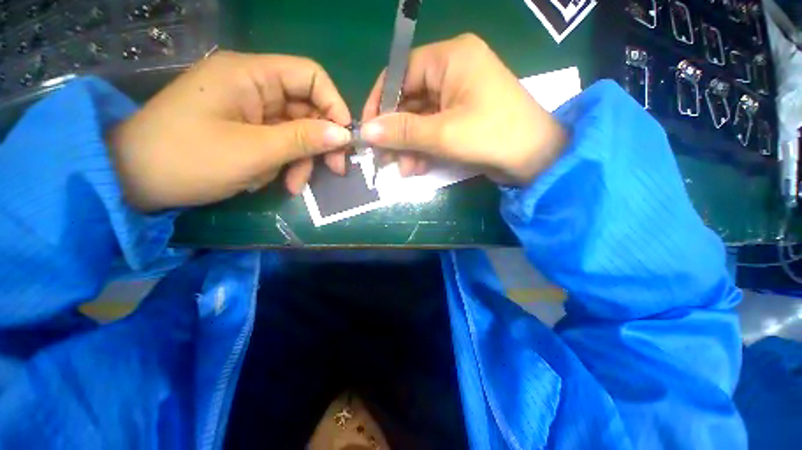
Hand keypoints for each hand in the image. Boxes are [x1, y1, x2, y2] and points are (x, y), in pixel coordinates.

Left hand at [109, 51, 351, 211]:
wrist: (134, 180)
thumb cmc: (189, 158)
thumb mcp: (254, 151)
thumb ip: (303, 139)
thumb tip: (344, 135)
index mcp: (251, 75)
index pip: (311, 76)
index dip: (334, 106)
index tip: (345, 139)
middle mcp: (253, 86)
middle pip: (307, 108)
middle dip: (321, 141)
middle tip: (335, 170)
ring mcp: (249, 109)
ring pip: (296, 131)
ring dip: (302, 160)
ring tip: (294, 186)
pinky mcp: (245, 129)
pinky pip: (279, 143)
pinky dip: (285, 163)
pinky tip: (276, 182)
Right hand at [361, 34, 565, 183]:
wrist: (535, 159)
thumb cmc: (492, 136)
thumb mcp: (443, 134)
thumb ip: (403, 131)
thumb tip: (367, 131)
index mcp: (451, 58)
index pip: (401, 72)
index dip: (381, 102)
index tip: (369, 130)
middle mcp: (452, 71)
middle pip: (409, 99)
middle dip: (397, 133)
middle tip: (385, 159)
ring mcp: (457, 96)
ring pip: (420, 119)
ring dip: (409, 146)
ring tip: (404, 169)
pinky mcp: (461, 118)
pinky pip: (432, 130)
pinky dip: (423, 149)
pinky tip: (418, 167)